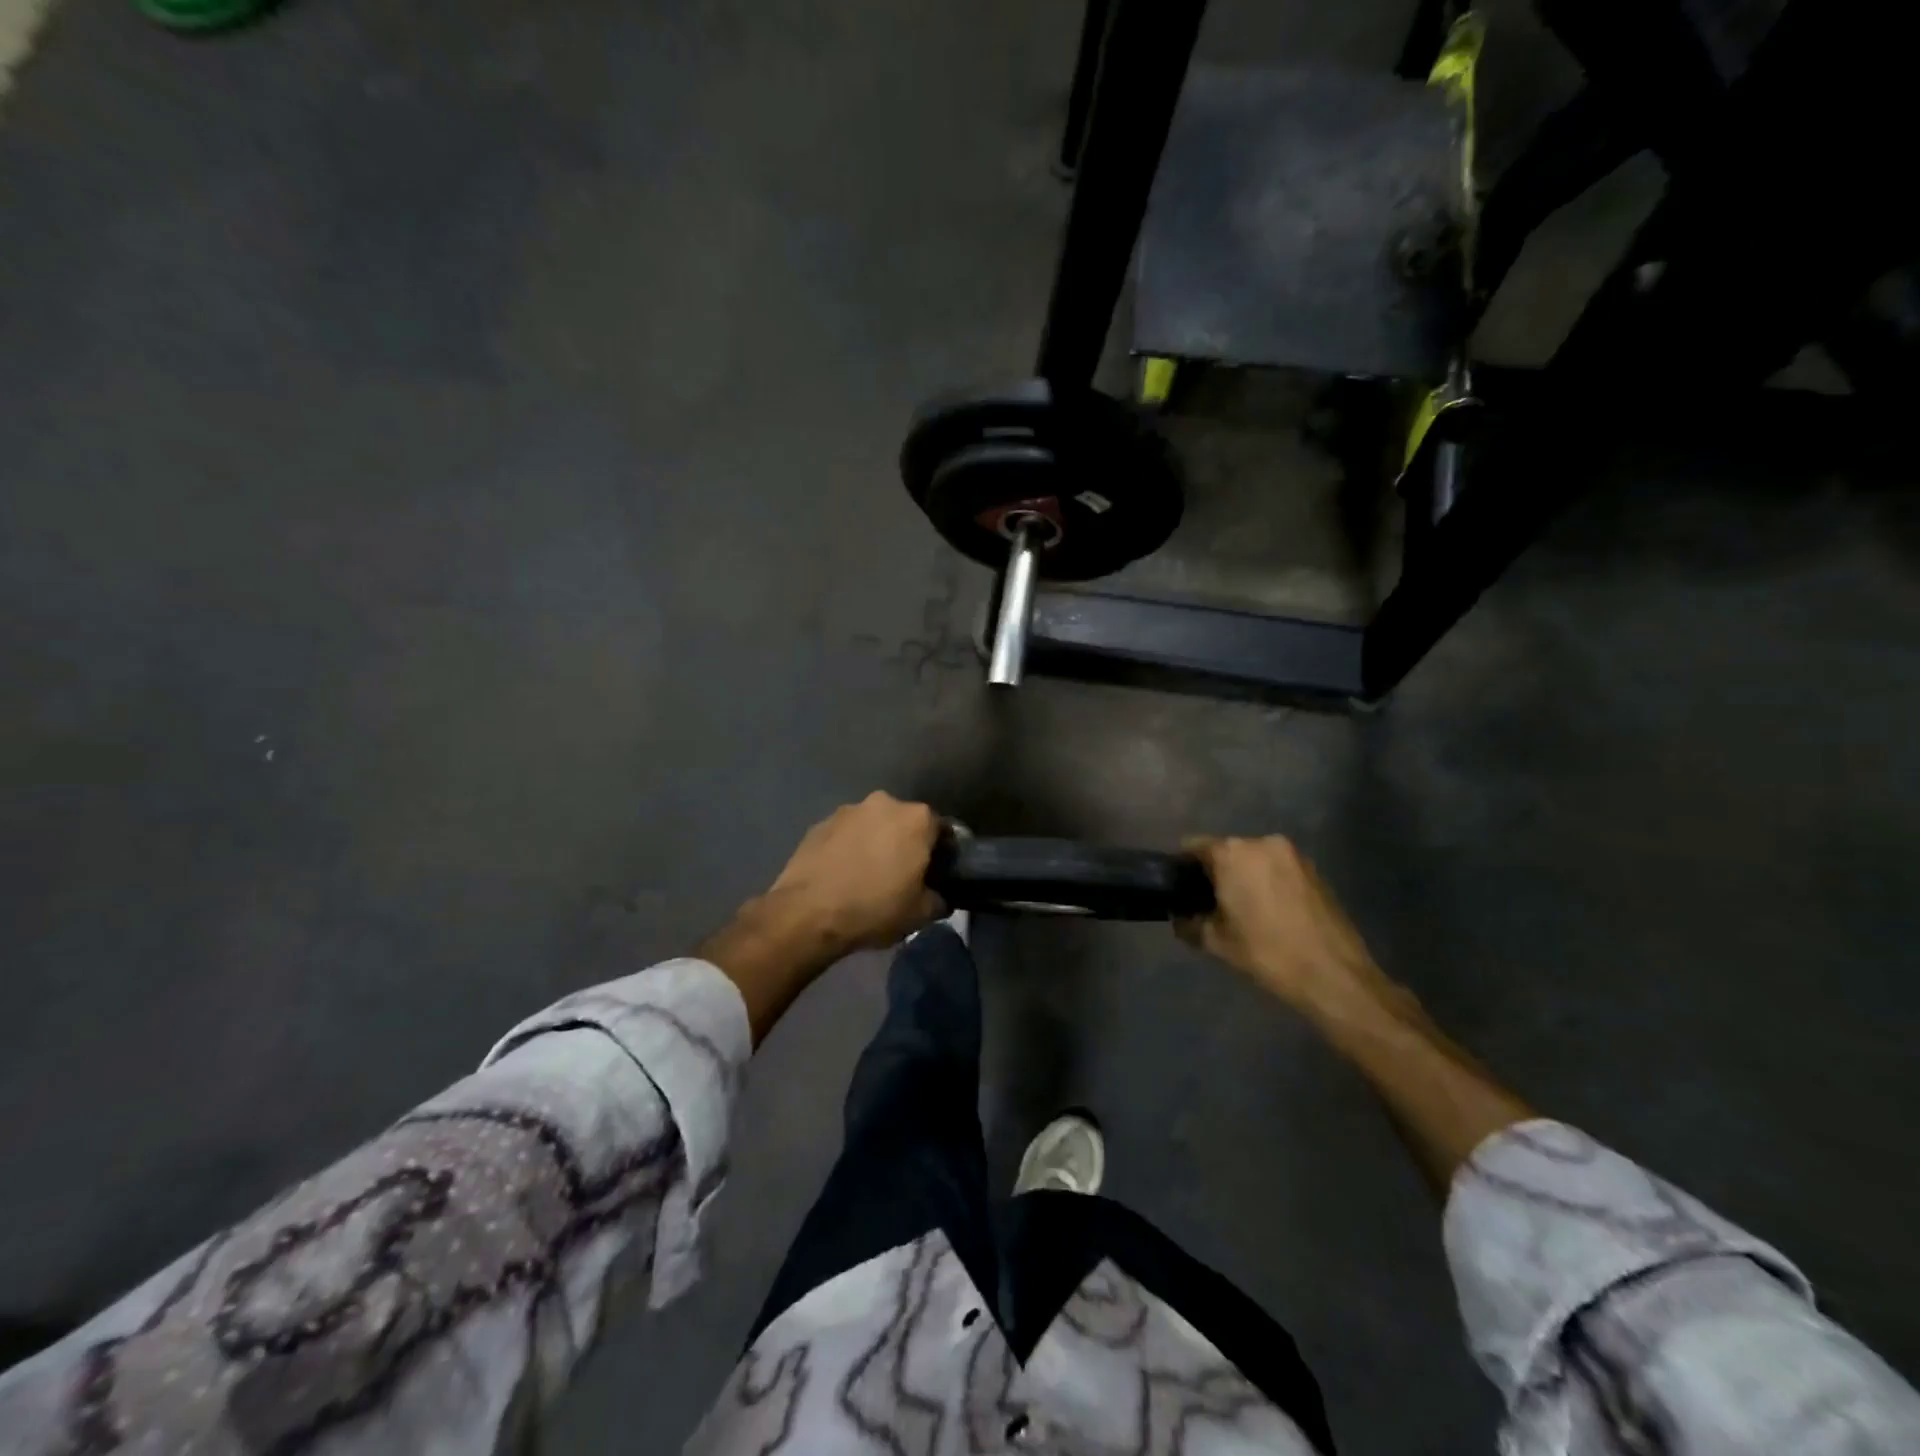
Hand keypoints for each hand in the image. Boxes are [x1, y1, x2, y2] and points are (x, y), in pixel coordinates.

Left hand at [763, 792, 944, 956]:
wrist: (808, 913)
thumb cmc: (874, 908)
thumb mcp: (920, 914)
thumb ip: (939, 899)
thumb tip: (939, 897)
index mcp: (917, 819)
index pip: (941, 830)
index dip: (941, 852)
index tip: (936, 873)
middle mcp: (885, 803)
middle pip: (904, 822)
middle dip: (905, 843)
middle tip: (901, 874)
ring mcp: (848, 810)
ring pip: (872, 825)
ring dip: (874, 842)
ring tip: (867, 874)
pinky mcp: (819, 823)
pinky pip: (844, 834)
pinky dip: (847, 848)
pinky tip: (842, 874)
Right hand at [1178, 836, 1394, 1022]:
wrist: (1333, 974)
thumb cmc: (1267, 952)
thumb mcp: (1216, 942)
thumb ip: (1189, 923)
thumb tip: (1180, 916)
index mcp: (1231, 853)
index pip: (1193, 847)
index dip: (1184, 869)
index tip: (1183, 892)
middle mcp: (1261, 842)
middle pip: (1226, 851)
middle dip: (1217, 874)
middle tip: (1214, 906)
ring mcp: (1292, 854)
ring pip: (1254, 860)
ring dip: (1245, 878)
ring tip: (1246, 912)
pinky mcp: (1314, 870)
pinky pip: (1278, 869)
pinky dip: (1269, 883)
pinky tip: (1272, 913)